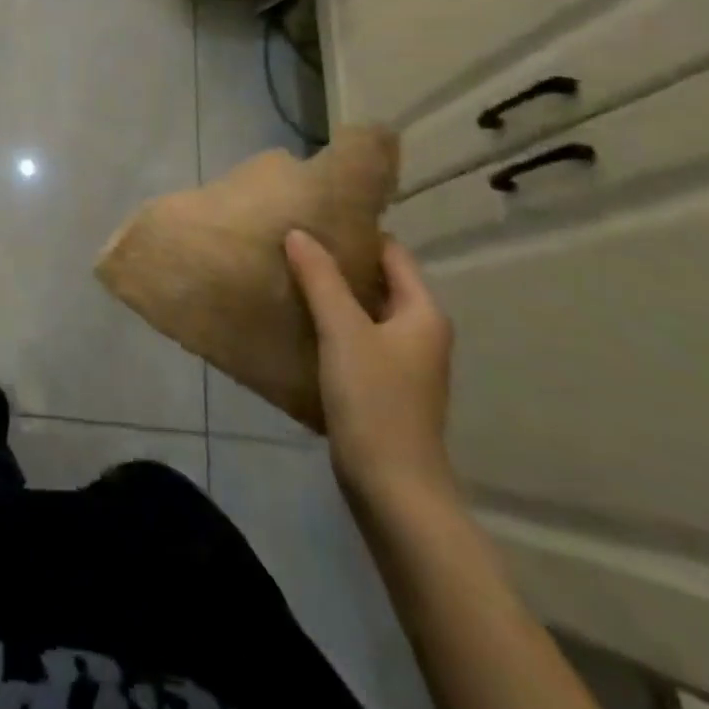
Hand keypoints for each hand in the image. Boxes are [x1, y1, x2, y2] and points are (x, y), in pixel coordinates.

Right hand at [286, 230, 454, 504]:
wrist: (393, 490)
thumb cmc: (375, 401)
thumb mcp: (343, 331)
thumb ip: (320, 279)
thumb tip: (299, 233)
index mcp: (422, 312)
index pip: (391, 253)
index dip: (356, 233)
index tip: (314, 218)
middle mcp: (418, 332)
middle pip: (376, 280)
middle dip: (336, 262)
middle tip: (292, 242)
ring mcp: (401, 362)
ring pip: (362, 311)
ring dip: (329, 293)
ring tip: (286, 273)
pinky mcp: (381, 386)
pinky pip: (353, 339)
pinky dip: (329, 324)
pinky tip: (296, 320)